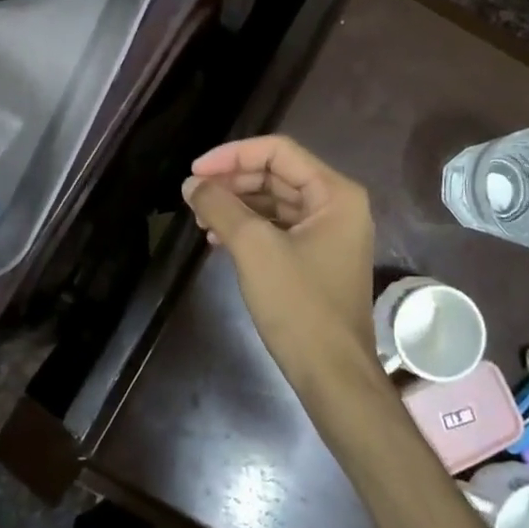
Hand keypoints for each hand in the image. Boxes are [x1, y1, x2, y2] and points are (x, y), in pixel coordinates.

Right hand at [182, 136, 379, 394]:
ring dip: (236, 206)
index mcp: (335, 193)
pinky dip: (248, 228)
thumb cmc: (299, 305)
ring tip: (200, 220)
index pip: (278, 152)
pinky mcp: (316, 258)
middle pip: (276, 175)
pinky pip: (278, 228)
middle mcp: (337, 206)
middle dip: (232, 182)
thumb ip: (221, 207)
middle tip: (194, 196)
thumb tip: (191, 184)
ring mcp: (328, 234)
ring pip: (274, 202)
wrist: (332, 375)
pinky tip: (217, 240)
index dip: (233, 155)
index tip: (196, 172)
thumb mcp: (254, 248)